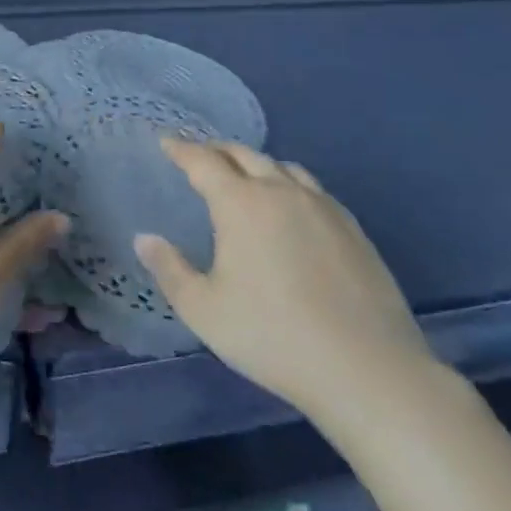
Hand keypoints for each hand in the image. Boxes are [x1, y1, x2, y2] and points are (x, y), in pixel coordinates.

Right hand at [135, 140, 436, 423]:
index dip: (181, 149)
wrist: (366, 369)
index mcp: (241, 204)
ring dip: (255, 163)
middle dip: (217, 149)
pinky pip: (312, 188)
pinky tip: (291, 205)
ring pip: (283, 167)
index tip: (166, 141)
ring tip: (244, 174)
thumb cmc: (271, 336)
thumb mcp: (203, 310)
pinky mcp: (353, 228)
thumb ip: (170, 269)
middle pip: (244, 155)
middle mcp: (282, 192)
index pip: (203, 162)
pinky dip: (289, 182)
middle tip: (199, 154)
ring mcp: (323, 207)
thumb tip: (144, 238)